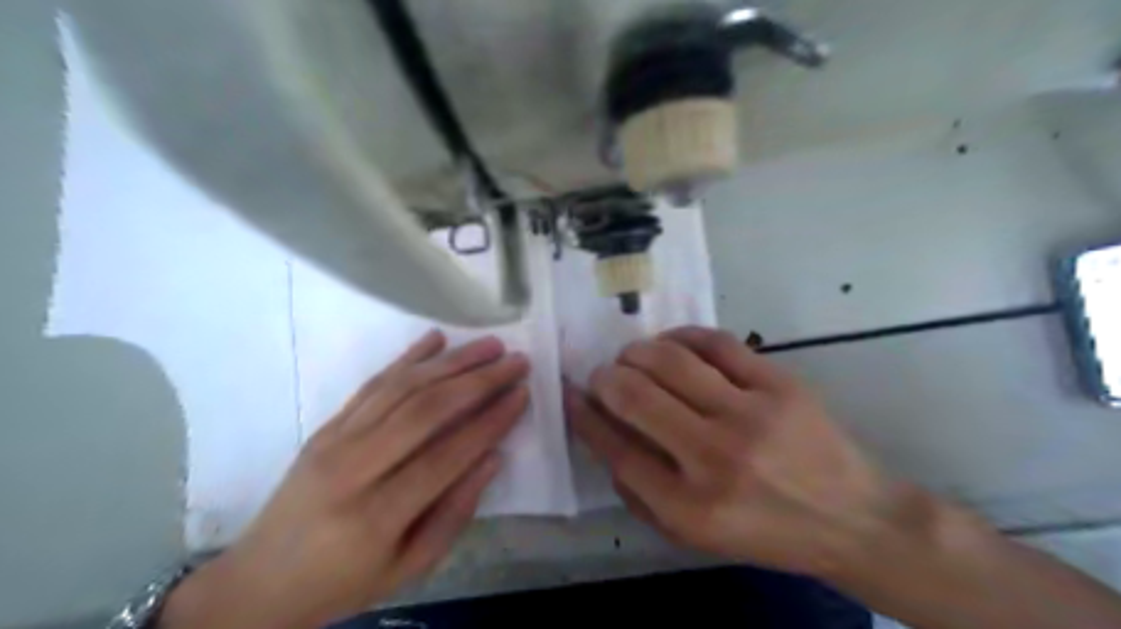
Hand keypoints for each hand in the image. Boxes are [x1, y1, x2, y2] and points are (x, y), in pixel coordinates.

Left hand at [160, 332, 530, 626]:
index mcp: (377, 515)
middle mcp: (354, 468)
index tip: (522, 394)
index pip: (447, 455)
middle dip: (478, 380)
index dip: (490, 421)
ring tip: (489, 345)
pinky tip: (434, 340)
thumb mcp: (409, 568)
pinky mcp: (326, 426)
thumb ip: (455, 513)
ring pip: (401, 387)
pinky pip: (372, 384)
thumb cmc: (342, 582)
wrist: (259, 581)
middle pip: (426, 410)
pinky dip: (407, 357)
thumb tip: (493, 458)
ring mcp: (335, 440)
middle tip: (515, 360)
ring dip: (450, 361)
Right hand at [570, 328, 895, 575]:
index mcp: (689, 507)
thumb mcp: (693, 536)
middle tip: (604, 376)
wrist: (853, 518)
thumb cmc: (765, 532)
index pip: (615, 448)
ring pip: (668, 361)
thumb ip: (639, 492)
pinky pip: (715, 342)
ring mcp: (749, 414)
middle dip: (604, 378)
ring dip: (635, 353)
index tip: (571, 394)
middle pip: (634, 396)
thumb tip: (602, 433)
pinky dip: (680, 337)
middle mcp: (714, 458)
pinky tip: (670, 344)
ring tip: (632, 358)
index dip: (583, 415)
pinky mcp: (778, 383)